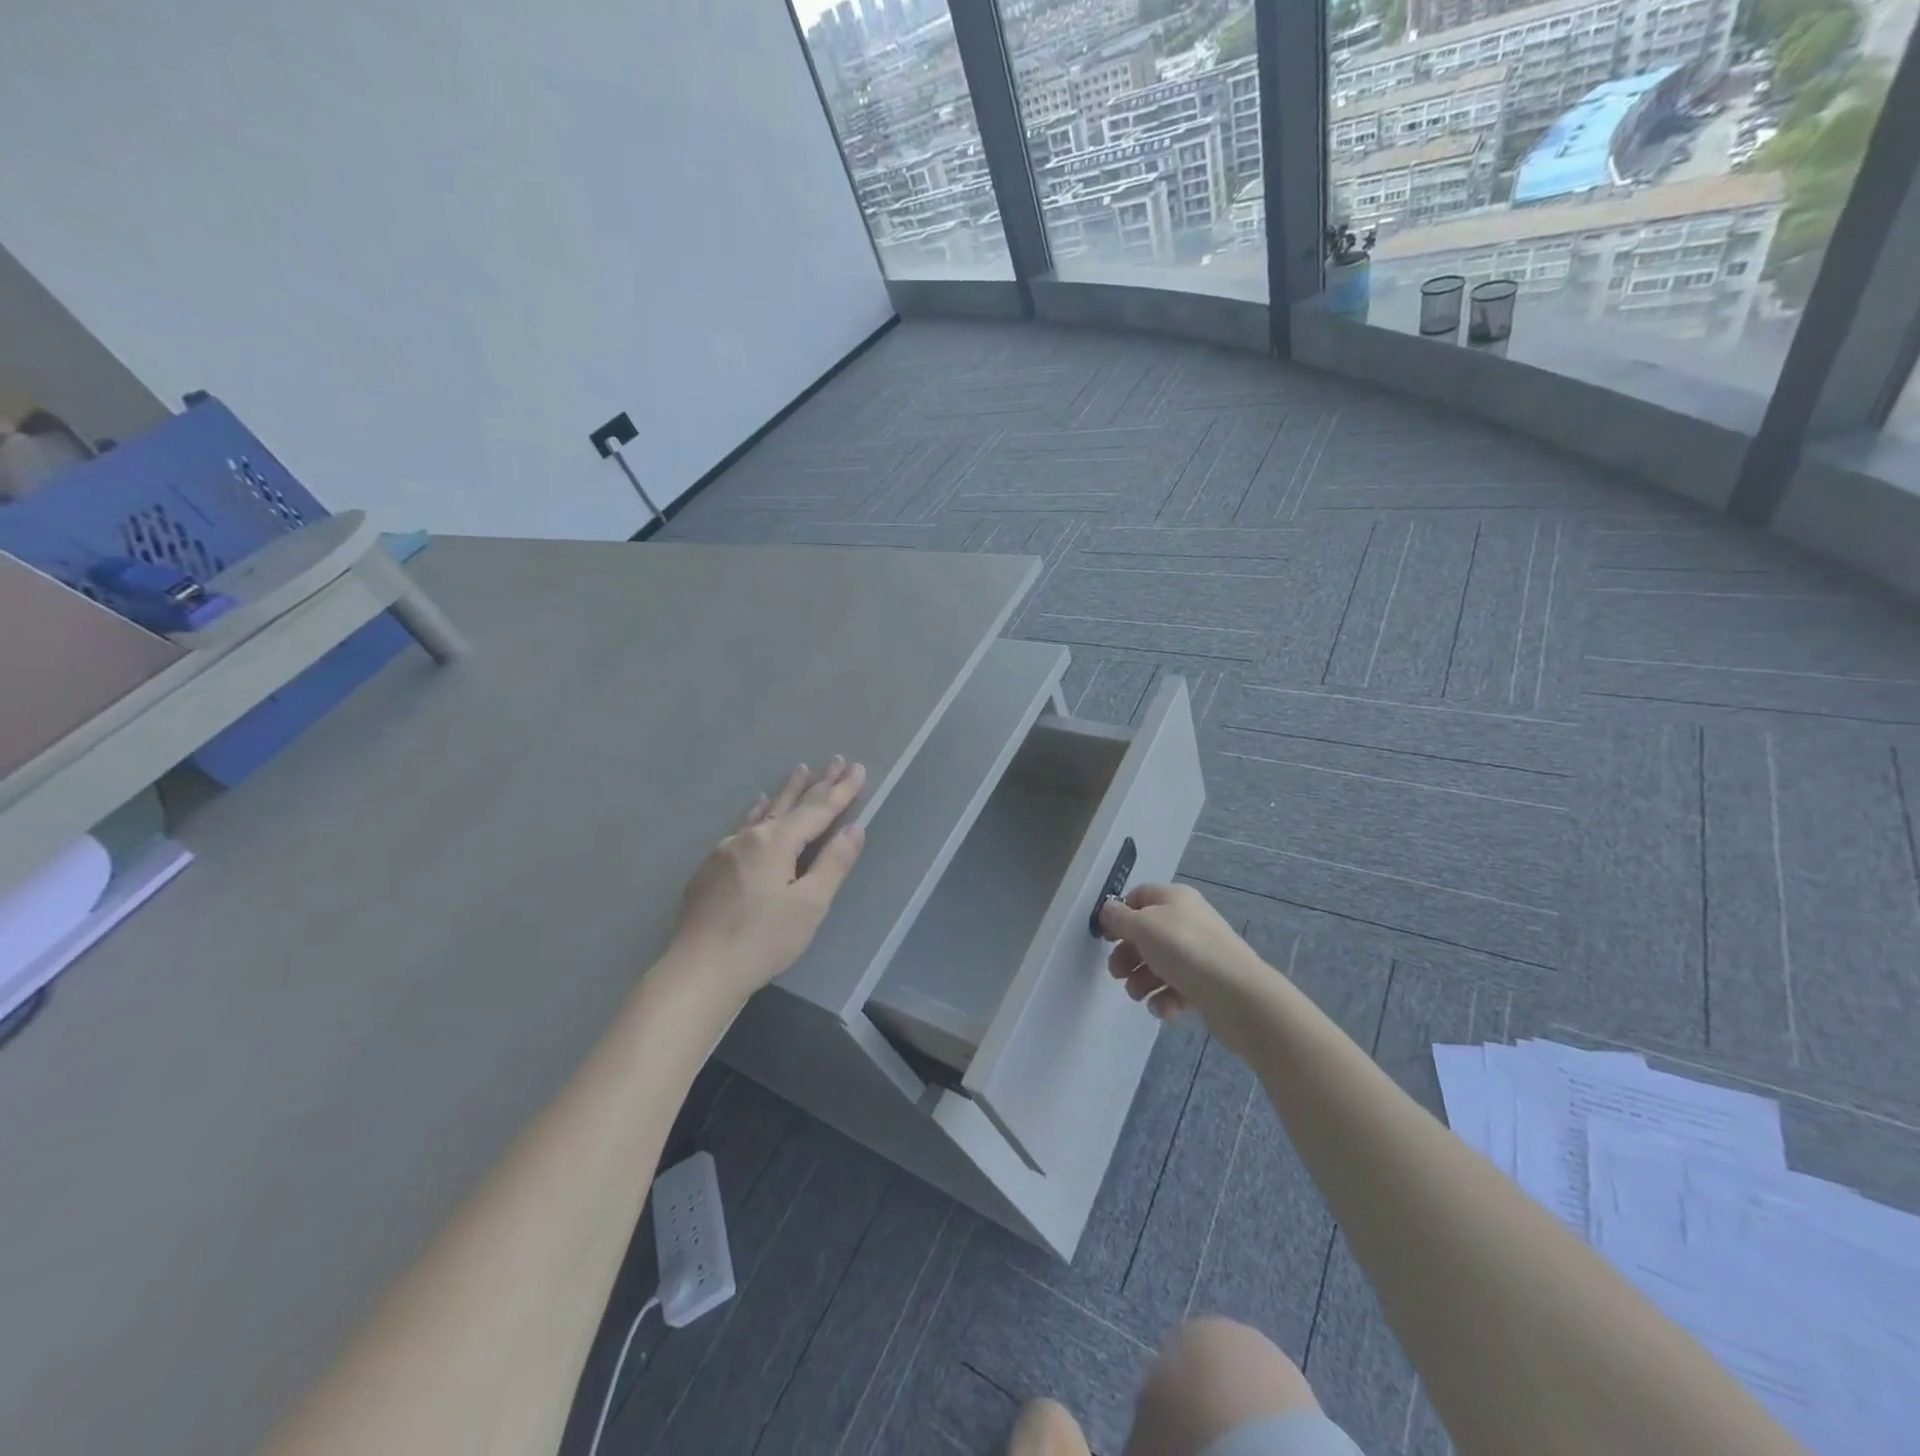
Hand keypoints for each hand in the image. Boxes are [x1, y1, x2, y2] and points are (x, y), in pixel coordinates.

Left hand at [669, 758, 867, 1001]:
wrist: (699, 970)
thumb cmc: (763, 940)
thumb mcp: (810, 905)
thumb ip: (833, 863)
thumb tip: (854, 828)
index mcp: (776, 843)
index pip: (818, 810)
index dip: (841, 790)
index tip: (859, 768)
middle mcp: (749, 837)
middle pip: (791, 804)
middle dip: (817, 783)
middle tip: (836, 760)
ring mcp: (725, 850)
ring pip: (764, 812)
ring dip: (786, 792)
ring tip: (800, 770)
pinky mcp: (710, 868)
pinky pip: (742, 827)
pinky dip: (756, 813)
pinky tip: (756, 808)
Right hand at [1099, 883, 1273, 1052]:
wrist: (1236, 994)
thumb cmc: (1184, 949)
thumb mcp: (1143, 925)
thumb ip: (1119, 917)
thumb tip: (1108, 910)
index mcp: (1175, 899)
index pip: (1139, 896)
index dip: (1120, 914)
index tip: (1106, 936)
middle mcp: (1188, 921)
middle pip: (1147, 934)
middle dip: (1128, 954)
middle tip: (1116, 973)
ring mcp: (1199, 953)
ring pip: (1159, 963)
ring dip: (1142, 980)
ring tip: (1138, 995)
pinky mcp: (1207, 984)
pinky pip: (1177, 988)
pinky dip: (1164, 998)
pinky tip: (1162, 1008)